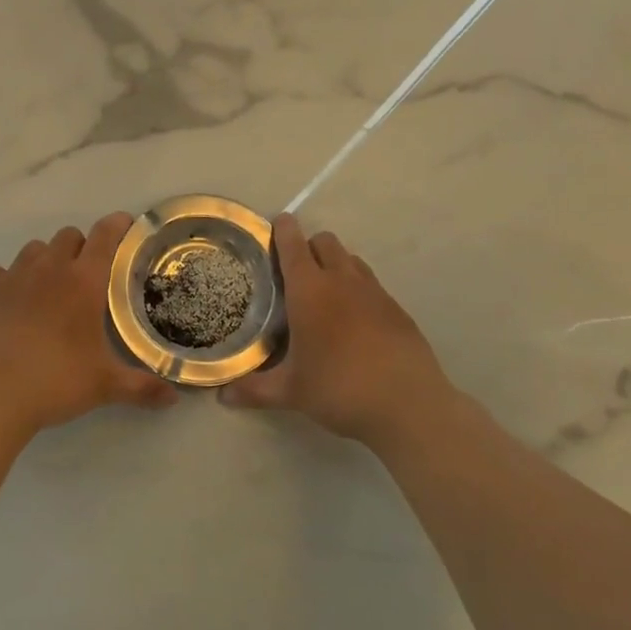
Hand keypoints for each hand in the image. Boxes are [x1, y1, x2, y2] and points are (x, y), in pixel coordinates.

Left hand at [0, 213, 178, 436]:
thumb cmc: (55, 381)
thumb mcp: (104, 386)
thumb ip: (142, 387)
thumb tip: (174, 398)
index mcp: (84, 281)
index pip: (105, 235)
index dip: (117, 225)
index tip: (126, 226)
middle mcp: (49, 268)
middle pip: (68, 236)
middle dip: (80, 247)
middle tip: (86, 276)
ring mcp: (12, 276)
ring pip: (33, 249)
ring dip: (45, 260)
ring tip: (48, 288)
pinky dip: (7, 280)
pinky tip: (9, 302)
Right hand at [221, 213, 462, 444]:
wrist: (408, 405)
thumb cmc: (339, 388)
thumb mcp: (291, 392)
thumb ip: (254, 389)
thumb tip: (222, 396)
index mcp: (310, 291)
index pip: (293, 245)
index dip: (283, 230)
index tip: (276, 224)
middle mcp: (342, 281)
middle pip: (325, 242)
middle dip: (309, 246)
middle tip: (295, 272)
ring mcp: (374, 292)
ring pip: (351, 260)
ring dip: (335, 265)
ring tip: (324, 295)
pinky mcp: (397, 309)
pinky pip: (371, 284)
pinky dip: (358, 290)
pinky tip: (354, 322)